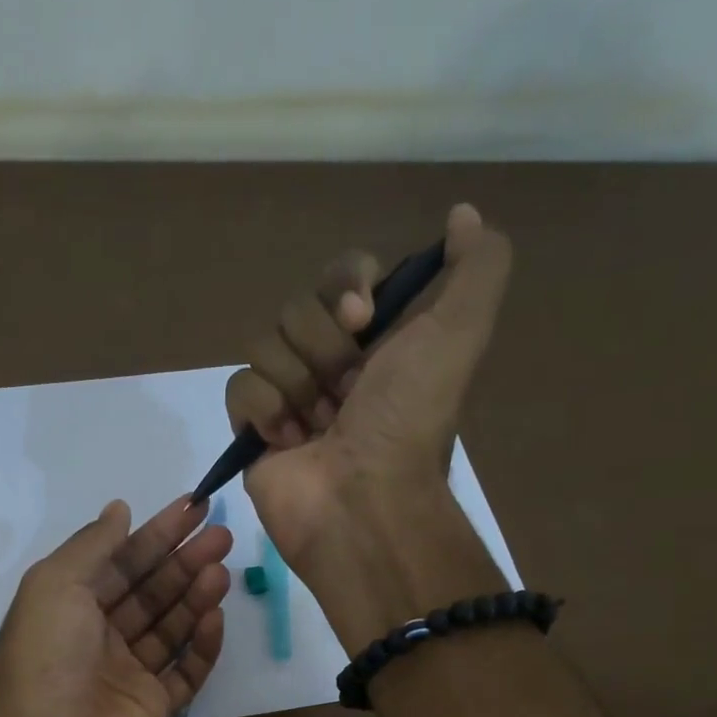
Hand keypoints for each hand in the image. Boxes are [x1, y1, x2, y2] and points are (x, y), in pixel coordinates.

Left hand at [0, 497, 230, 716]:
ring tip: (223, 569)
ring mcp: (125, 676)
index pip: (117, 562)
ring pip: (168, 628)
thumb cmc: (46, 662)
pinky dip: (202, 646)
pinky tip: (217, 618)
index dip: (155, 534)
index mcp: (66, 608)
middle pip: (147, 592)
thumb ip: (92, 546)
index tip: (194, 507)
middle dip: (182, 561)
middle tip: (221, 535)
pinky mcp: (152, 710)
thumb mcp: (55, 586)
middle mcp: (95, 639)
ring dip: (195, 596)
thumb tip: (119, 509)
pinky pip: (184, 672)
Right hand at [225, 204, 513, 585]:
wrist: (363, 502)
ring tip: (319, 427)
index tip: (362, 317)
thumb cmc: (408, 421)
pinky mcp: (253, 431)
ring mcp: (289, 398)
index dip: (346, 284)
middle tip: (347, 392)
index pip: (342, 275)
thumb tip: (463, 215)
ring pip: (265, 343)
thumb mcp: (461, 333)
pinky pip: (239, 387)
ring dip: (297, 383)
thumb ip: (477, 266)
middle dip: (323, 347)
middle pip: (298, 307)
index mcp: (377, 340)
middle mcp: (331, 364)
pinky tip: (289, 441)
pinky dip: (264, 410)